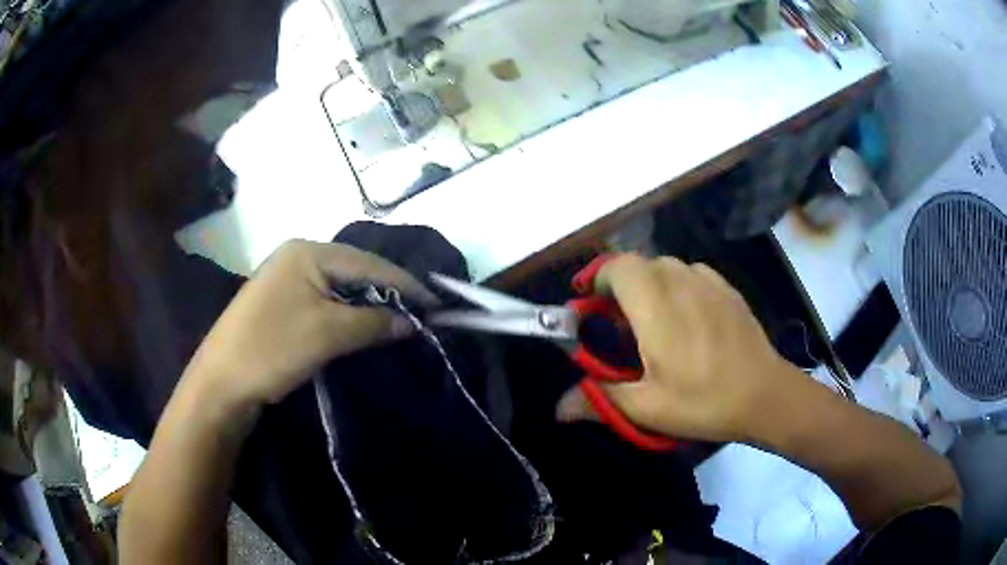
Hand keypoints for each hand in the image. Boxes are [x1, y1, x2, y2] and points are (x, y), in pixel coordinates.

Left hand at [184, 240, 437, 407]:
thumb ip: (373, 322)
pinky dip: (348, 314)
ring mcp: (287, 279)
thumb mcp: (328, 333)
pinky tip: (363, 327)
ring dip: (368, 306)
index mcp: (307, 252)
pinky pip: (325, 301)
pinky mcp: (282, 303)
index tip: (436, 305)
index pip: (368, 262)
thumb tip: (411, 322)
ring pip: (340, 288)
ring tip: (398, 322)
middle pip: (355, 271)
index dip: (405, 283)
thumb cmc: (272, 349)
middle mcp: (297, 256)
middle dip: (387, 293)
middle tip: (420, 315)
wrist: (221, 383)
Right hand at [556, 254, 799, 442]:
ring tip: (652, 325)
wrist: (765, 394)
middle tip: (618, 329)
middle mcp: (680, 280)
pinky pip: (690, 275)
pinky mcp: (726, 288)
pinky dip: (676, 288)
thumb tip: (557, 409)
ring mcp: (707, 280)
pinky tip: (686, 321)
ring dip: (648, 287)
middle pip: (637, 266)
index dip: (596, 279)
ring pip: (664, 268)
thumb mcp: (647, 407)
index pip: (616, 266)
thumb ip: (599, 399)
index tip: (588, 308)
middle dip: (620, 289)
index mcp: (655, 305)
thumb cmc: (704, 400)